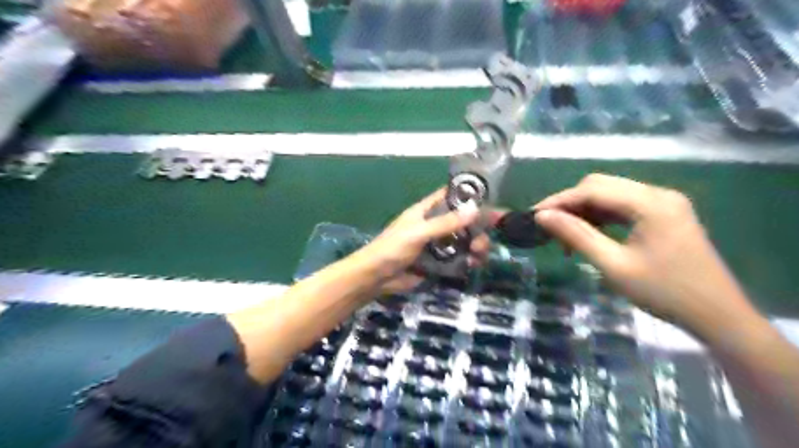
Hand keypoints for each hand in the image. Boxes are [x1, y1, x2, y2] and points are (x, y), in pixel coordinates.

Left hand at [356, 186, 494, 293]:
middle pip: (463, 221)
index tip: (490, 200)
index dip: (468, 196)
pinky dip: (469, 260)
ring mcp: (437, 244)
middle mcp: (434, 225)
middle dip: (477, 228)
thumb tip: (475, 210)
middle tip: (483, 240)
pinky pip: (459, 258)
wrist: (377, 278)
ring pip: (464, 240)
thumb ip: (445, 223)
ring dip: (476, 246)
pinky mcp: (439, 262)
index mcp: (426, 211)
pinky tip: (473, 265)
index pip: (450, 196)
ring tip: (479, 255)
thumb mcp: (418, 232)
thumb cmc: (392, 248)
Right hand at [530, 174, 756, 336]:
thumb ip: (576, 235)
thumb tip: (542, 217)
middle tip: (547, 226)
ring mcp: (663, 202)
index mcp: (650, 203)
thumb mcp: (613, 265)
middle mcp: (658, 194)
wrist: (718, 316)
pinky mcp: (664, 214)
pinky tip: (588, 234)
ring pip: (610, 195)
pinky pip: (623, 206)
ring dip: (584, 211)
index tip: (534, 215)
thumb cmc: (664, 293)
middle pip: (601, 186)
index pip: (593, 189)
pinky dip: (601, 217)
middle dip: (570, 203)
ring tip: (564, 235)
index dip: (559, 200)